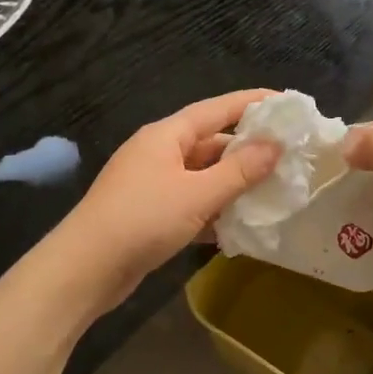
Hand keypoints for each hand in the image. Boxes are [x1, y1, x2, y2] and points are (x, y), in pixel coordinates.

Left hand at [55, 90, 282, 307]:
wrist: (85, 270)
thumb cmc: (142, 220)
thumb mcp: (197, 194)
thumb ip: (240, 170)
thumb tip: (275, 144)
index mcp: (166, 135)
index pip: (216, 109)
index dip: (252, 103)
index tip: (285, 104)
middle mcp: (158, 152)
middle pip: (210, 142)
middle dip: (247, 149)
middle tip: (287, 156)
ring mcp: (151, 183)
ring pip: (202, 174)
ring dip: (232, 183)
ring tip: (271, 190)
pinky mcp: (149, 212)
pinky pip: (190, 200)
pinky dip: (213, 208)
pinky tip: (238, 224)